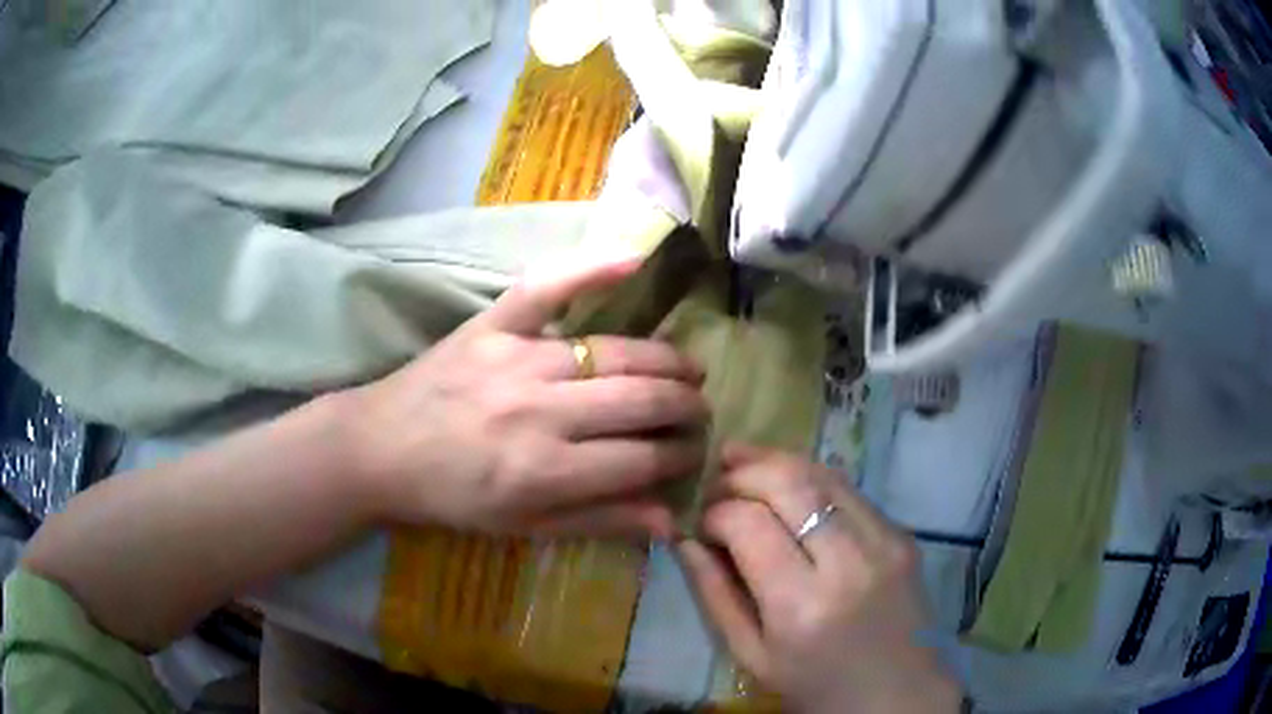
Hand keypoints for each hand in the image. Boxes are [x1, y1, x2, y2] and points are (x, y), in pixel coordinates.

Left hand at [345, 257, 707, 537]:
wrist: (382, 449)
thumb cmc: (453, 497)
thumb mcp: (524, 527)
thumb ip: (600, 521)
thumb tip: (670, 518)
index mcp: (545, 471)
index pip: (643, 459)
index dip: (681, 456)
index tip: (696, 452)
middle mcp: (539, 412)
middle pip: (641, 401)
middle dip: (687, 407)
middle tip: (700, 410)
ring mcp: (516, 358)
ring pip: (615, 352)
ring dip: (665, 360)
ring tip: (688, 369)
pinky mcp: (492, 324)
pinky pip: (547, 288)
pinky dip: (592, 269)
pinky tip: (636, 260)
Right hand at [678, 444, 959, 713]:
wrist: (900, 694)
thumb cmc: (815, 687)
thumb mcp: (751, 656)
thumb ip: (714, 594)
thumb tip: (684, 538)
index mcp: (800, 606)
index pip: (748, 523)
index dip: (714, 512)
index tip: (699, 522)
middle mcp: (848, 562)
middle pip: (789, 482)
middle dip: (742, 471)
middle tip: (716, 479)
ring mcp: (884, 542)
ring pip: (823, 473)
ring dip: (776, 462)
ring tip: (742, 462)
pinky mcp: (902, 534)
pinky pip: (849, 491)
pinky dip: (811, 480)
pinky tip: (789, 488)